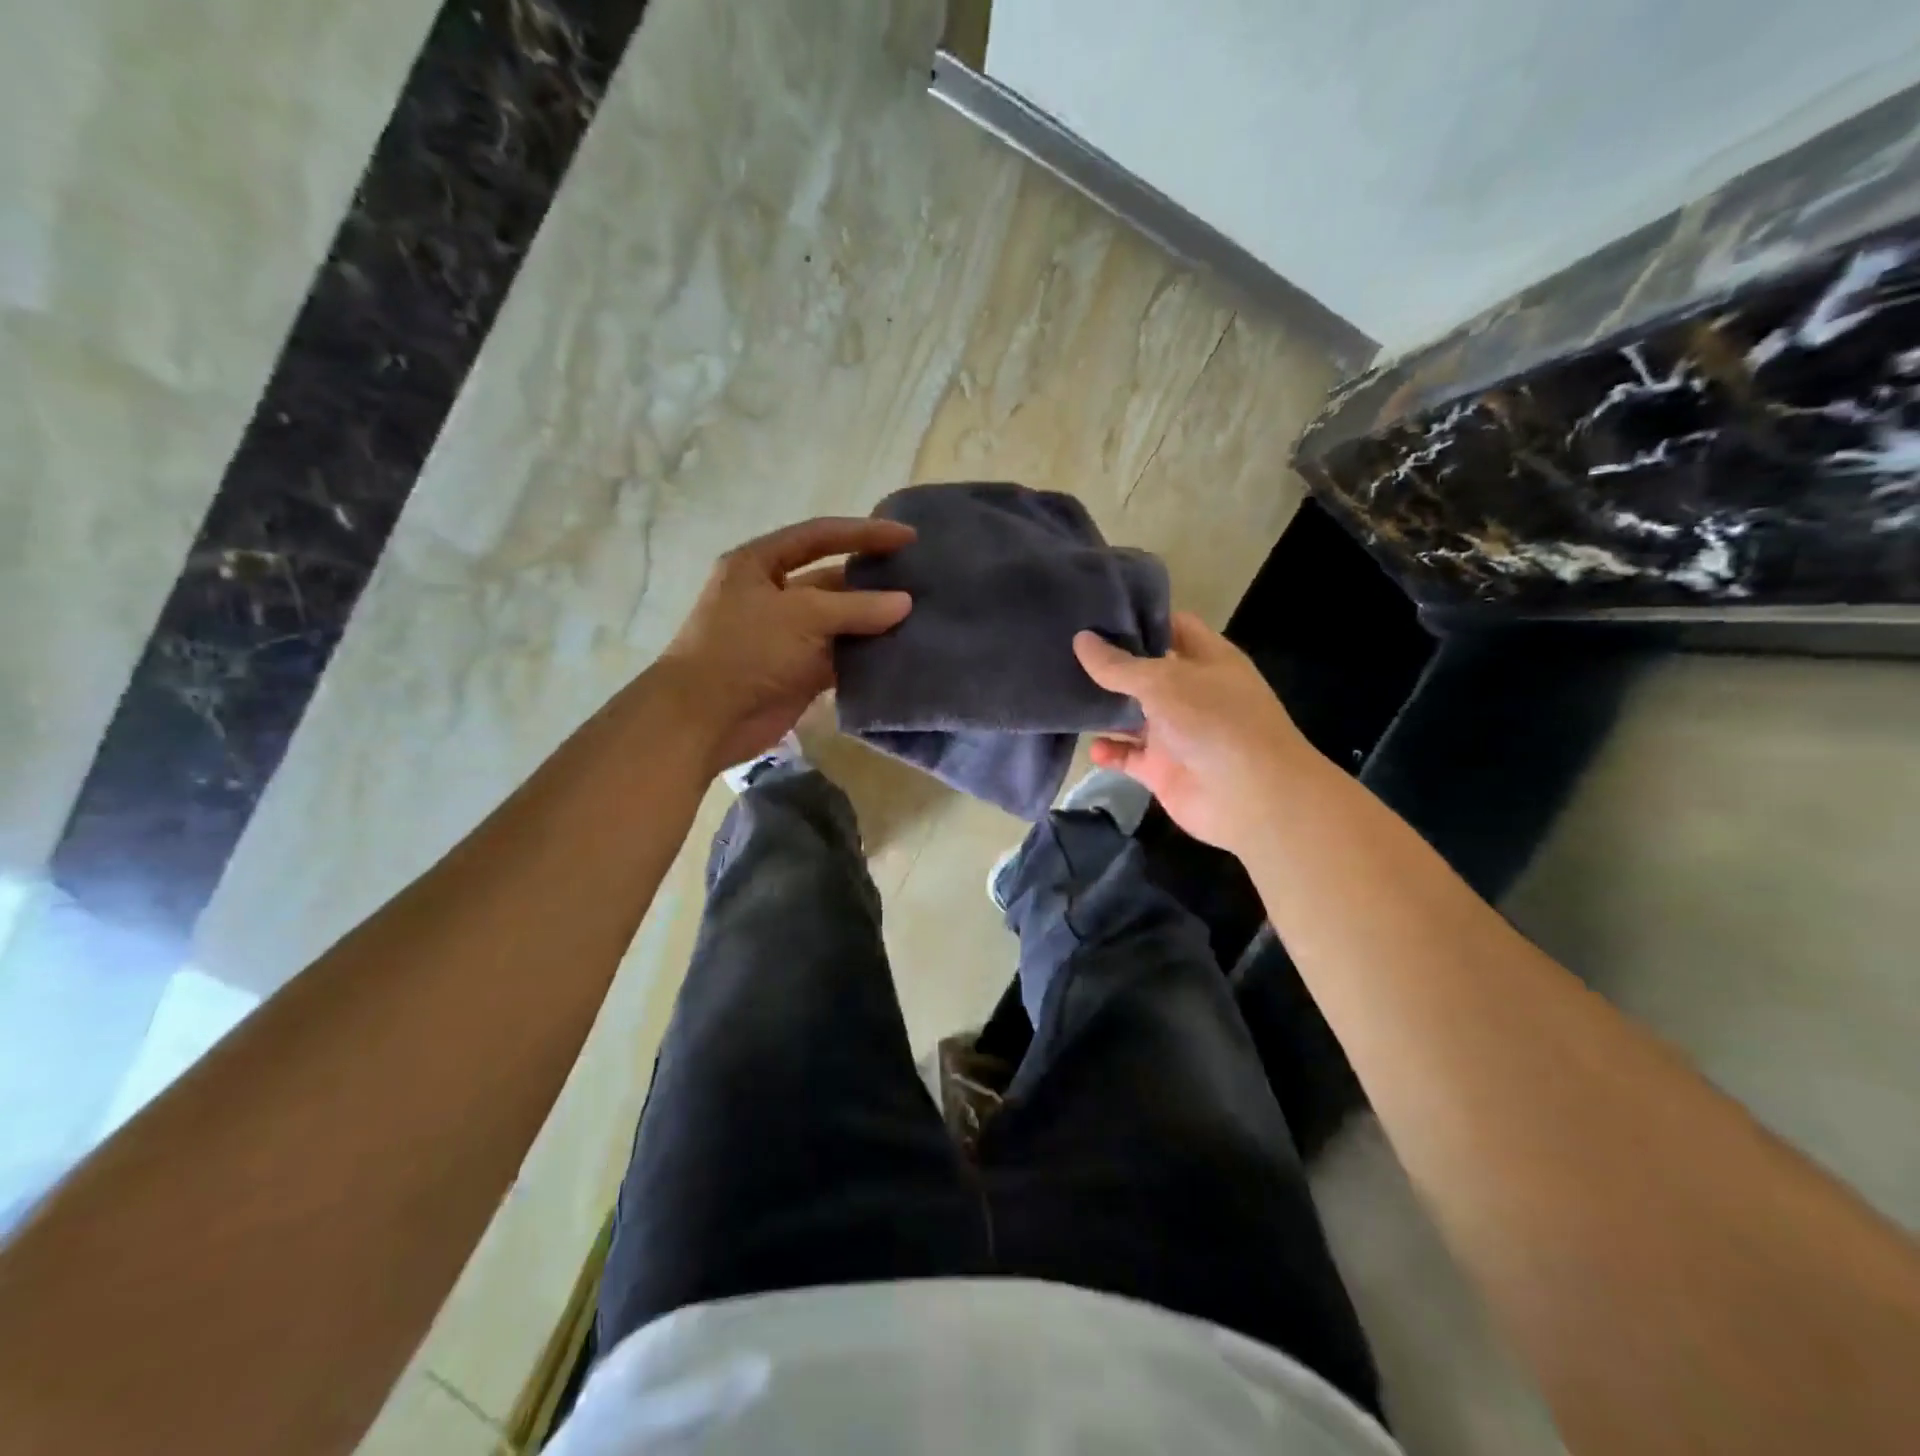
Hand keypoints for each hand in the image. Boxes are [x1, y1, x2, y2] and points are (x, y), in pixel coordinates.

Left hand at [659, 516, 913, 769]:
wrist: (705, 718)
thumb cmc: (745, 649)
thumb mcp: (802, 616)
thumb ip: (857, 607)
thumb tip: (905, 603)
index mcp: (759, 564)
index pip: (820, 536)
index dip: (864, 533)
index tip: (908, 538)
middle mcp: (773, 595)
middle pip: (832, 580)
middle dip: (873, 581)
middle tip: (920, 581)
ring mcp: (786, 636)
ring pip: (839, 622)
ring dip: (873, 622)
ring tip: (920, 618)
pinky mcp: (798, 672)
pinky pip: (839, 658)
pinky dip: (865, 657)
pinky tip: (899, 653)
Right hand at [1074, 612, 1315, 851]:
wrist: (1251, 797)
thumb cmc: (1214, 721)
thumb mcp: (1163, 682)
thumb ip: (1118, 665)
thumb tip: (1080, 639)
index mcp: (1206, 659)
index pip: (1171, 627)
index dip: (1138, 619)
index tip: (1096, 613)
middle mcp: (1191, 692)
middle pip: (1145, 672)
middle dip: (1109, 664)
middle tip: (1064, 650)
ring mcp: (1176, 732)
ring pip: (1132, 715)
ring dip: (1103, 709)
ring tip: (1063, 695)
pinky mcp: (1162, 769)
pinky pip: (1128, 756)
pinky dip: (1110, 752)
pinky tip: (1091, 747)